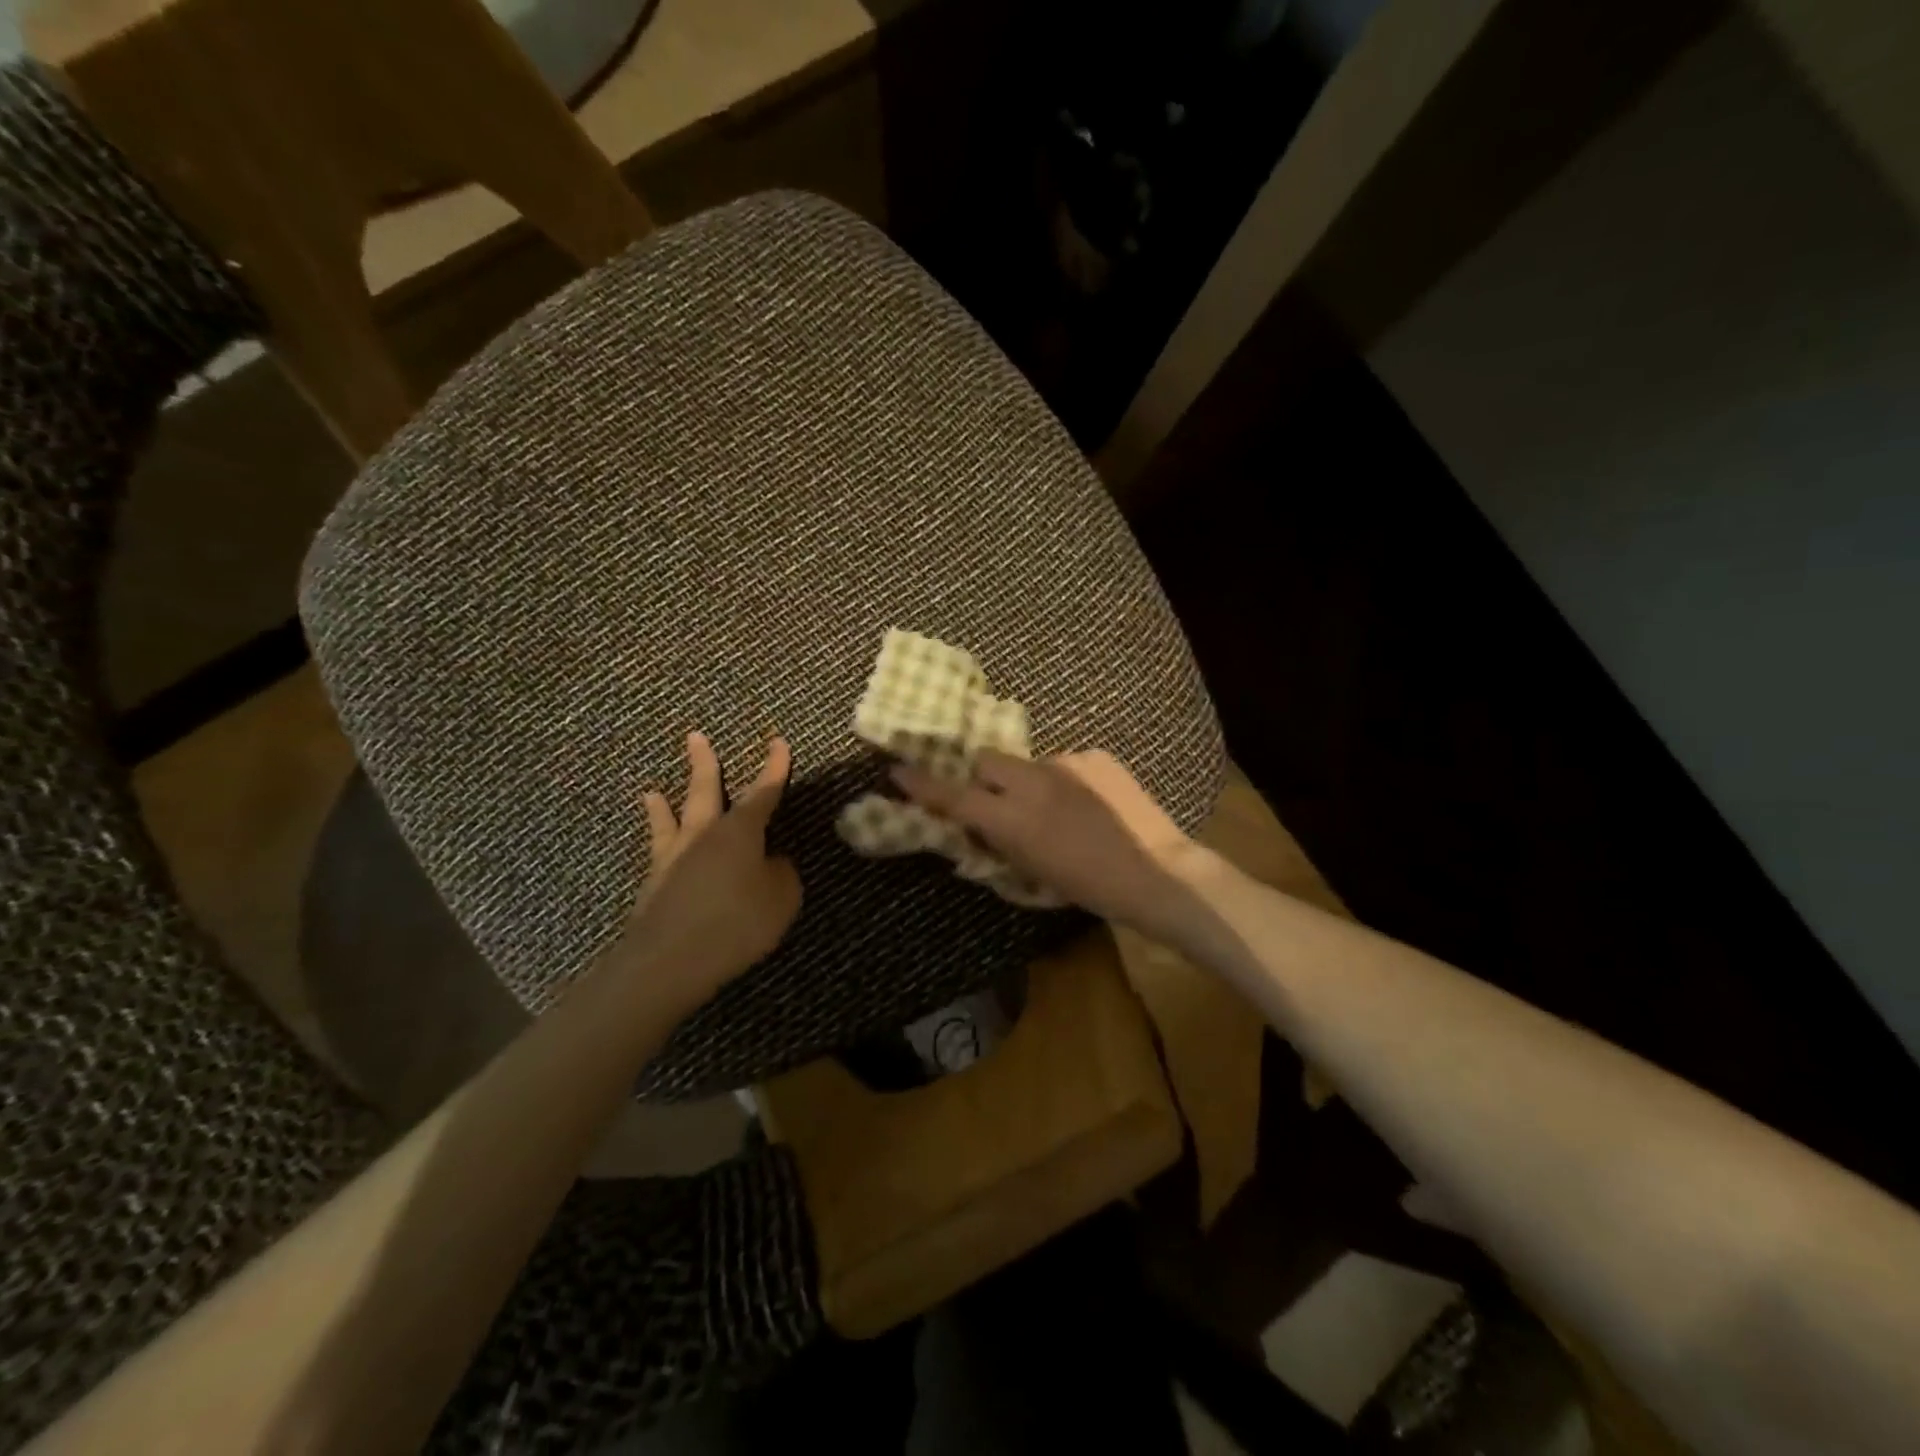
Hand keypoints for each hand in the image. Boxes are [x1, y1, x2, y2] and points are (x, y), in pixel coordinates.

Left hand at [612, 731, 800, 1014]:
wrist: (670, 959)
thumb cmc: (736, 923)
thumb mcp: (781, 899)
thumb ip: (782, 874)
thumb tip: (773, 863)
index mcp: (740, 832)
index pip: (763, 793)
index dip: (774, 769)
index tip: (778, 742)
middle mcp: (704, 835)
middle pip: (706, 791)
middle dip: (704, 764)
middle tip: (694, 738)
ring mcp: (674, 858)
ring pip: (671, 821)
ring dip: (663, 805)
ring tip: (651, 792)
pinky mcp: (655, 886)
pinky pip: (659, 854)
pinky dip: (658, 845)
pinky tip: (659, 851)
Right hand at [891, 750, 1203, 936]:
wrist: (1157, 872)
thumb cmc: (1089, 888)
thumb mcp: (1032, 875)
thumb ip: (999, 844)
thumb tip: (979, 826)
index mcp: (1014, 819)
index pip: (955, 797)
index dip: (922, 785)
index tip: (896, 770)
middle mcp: (1033, 782)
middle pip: (987, 761)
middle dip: (984, 778)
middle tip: (1000, 803)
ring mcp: (1067, 764)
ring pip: (1029, 764)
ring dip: (1030, 783)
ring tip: (1060, 811)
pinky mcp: (1095, 756)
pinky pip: (1065, 765)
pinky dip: (1066, 782)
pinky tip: (1090, 805)